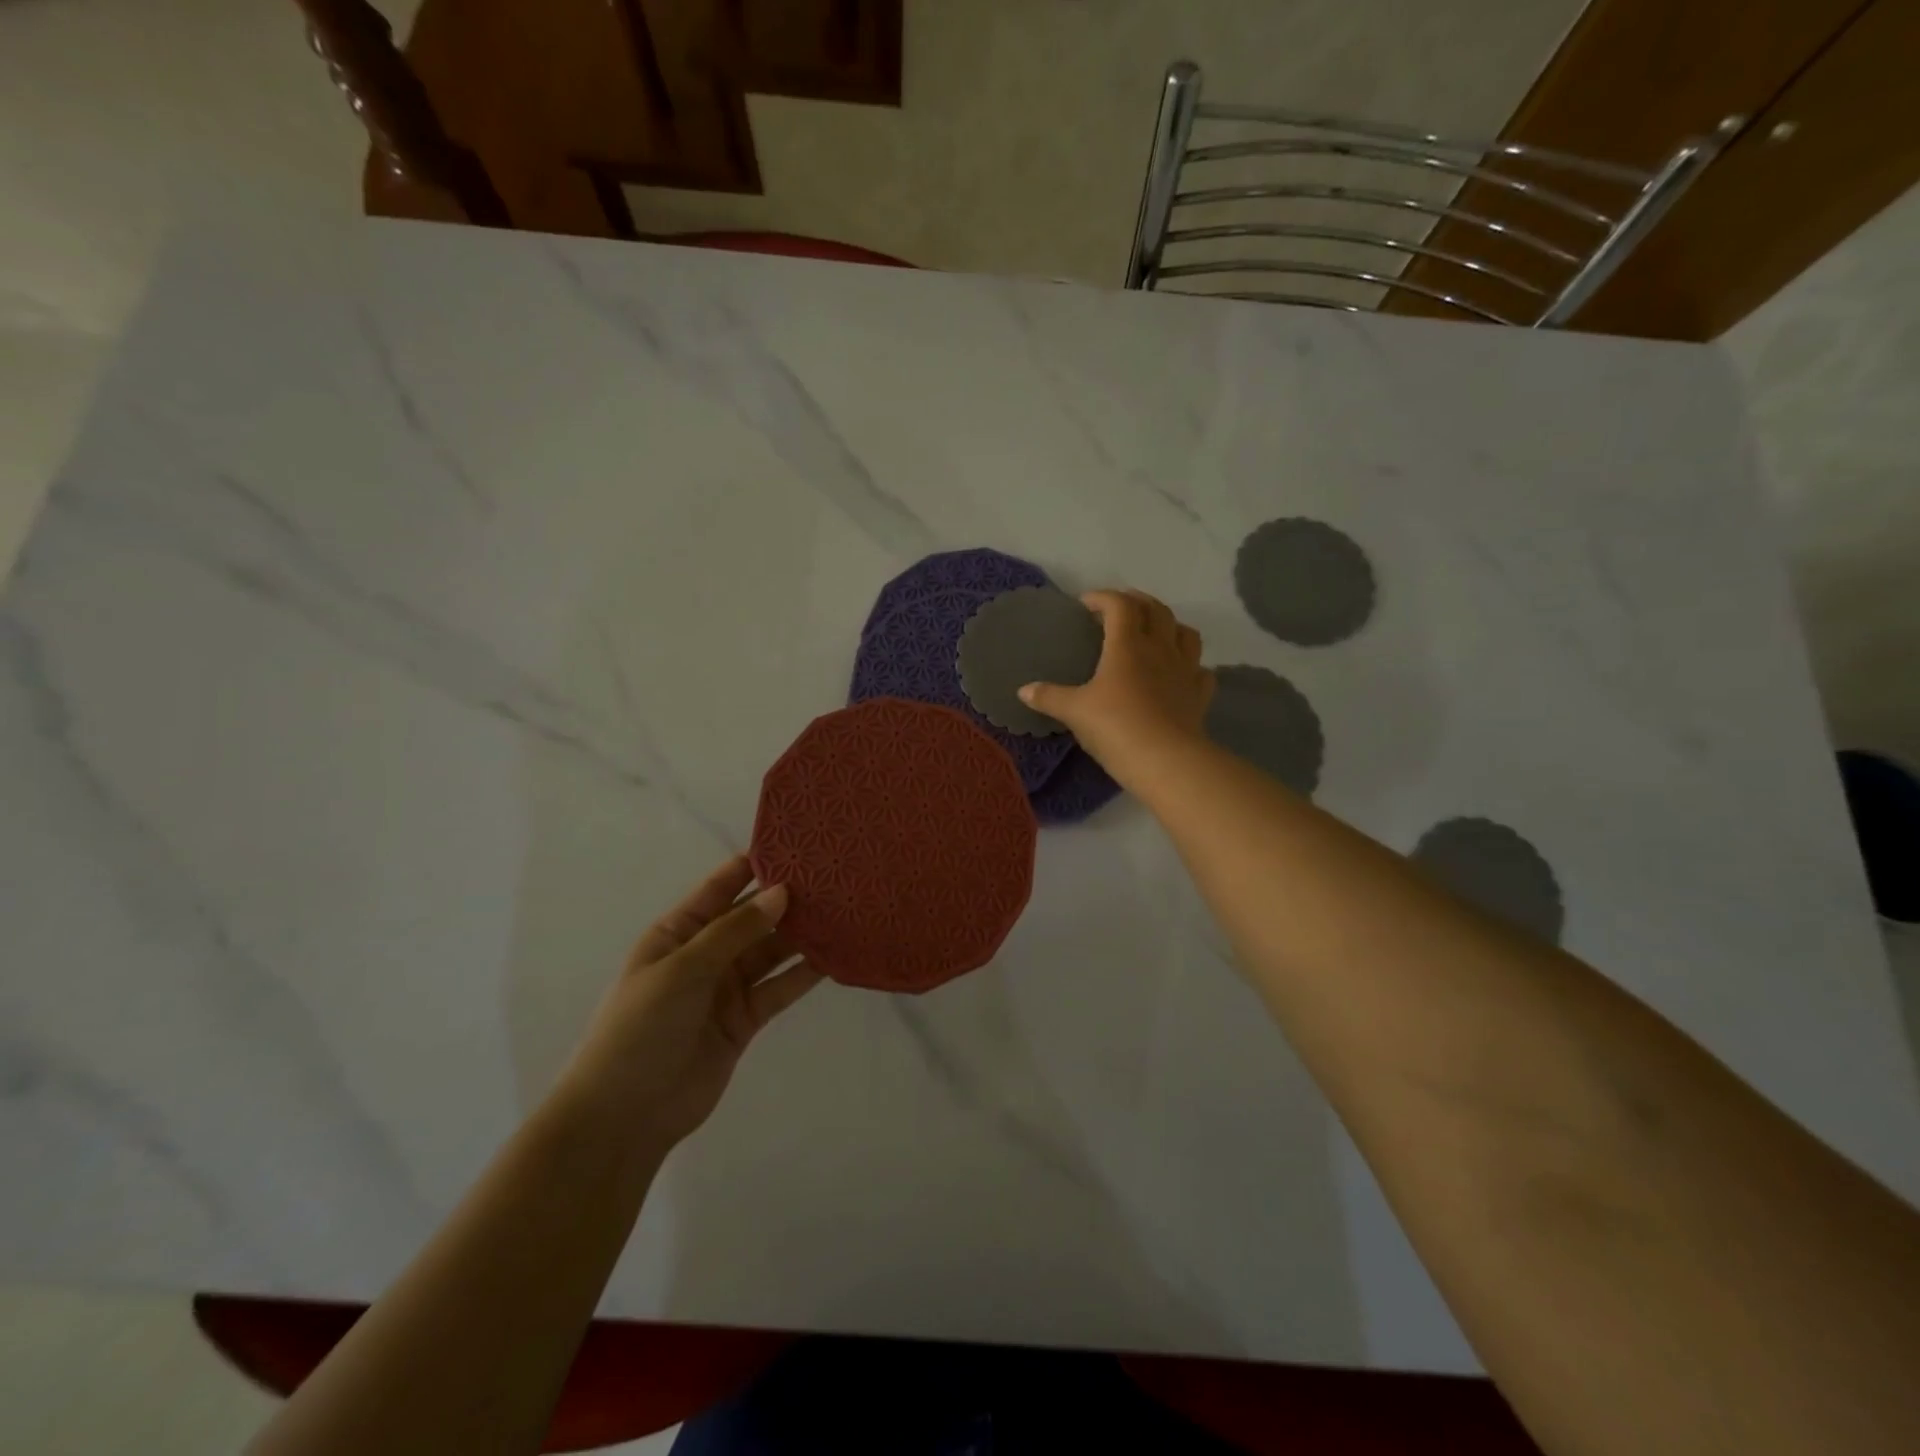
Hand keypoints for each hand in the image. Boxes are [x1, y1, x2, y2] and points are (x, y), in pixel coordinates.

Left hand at [562, 856, 821, 1155]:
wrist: (625, 1116)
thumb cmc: (640, 1029)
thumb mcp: (682, 969)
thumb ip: (735, 931)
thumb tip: (782, 892)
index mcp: (679, 931)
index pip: (722, 887)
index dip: (756, 864)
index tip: (798, 844)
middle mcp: (706, 953)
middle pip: (753, 917)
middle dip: (788, 899)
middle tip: (834, 878)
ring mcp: (727, 987)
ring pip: (772, 951)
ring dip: (802, 935)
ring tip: (843, 912)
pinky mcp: (745, 1019)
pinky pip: (780, 988)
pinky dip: (805, 974)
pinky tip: (835, 957)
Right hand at [1019, 589, 1213, 788]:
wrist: (1165, 760)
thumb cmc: (1115, 727)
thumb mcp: (1074, 712)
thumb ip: (1049, 697)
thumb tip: (1024, 691)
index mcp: (1127, 645)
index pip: (1119, 605)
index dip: (1102, 598)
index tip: (1085, 604)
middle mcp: (1160, 649)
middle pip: (1157, 610)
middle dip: (1138, 602)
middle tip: (1120, 607)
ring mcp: (1185, 671)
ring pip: (1186, 634)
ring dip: (1170, 626)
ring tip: (1155, 633)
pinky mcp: (1199, 696)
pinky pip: (1200, 671)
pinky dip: (1191, 666)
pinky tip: (1179, 673)